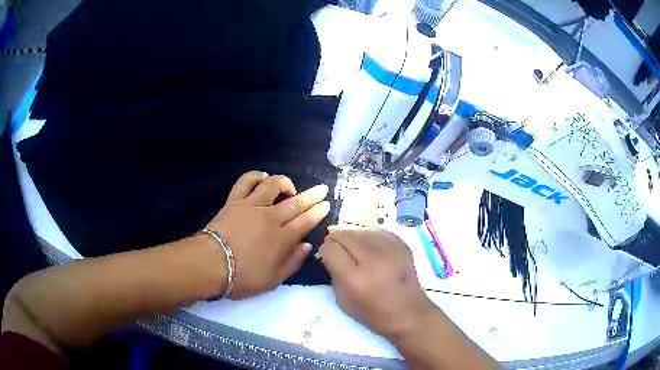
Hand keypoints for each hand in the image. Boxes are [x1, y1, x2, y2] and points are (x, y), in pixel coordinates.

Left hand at [206, 171, 329, 299]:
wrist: (211, 264)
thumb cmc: (243, 277)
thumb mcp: (273, 280)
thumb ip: (293, 262)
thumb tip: (307, 245)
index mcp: (282, 238)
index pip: (306, 221)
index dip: (318, 212)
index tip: (326, 205)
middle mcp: (271, 217)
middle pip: (296, 202)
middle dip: (312, 195)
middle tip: (322, 189)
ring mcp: (252, 206)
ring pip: (273, 185)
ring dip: (285, 182)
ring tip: (290, 187)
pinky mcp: (235, 201)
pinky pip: (246, 182)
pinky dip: (256, 176)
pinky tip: (263, 178)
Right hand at [319, 226, 435, 338]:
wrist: (408, 313)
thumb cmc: (373, 312)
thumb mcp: (343, 300)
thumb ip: (333, 273)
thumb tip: (328, 252)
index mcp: (354, 278)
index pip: (330, 248)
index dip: (325, 250)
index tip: (326, 254)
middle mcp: (372, 260)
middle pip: (345, 235)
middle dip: (336, 239)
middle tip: (336, 247)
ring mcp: (390, 250)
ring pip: (361, 230)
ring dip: (352, 236)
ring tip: (352, 246)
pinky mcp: (402, 245)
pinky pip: (378, 231)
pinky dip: (369, 236)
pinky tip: (368, 245)